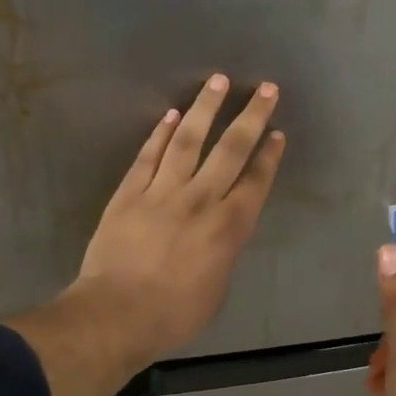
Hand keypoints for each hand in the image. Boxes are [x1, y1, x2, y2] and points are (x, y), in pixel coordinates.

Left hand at [76, 73, 285, 364]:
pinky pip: (148, 156)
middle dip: (251, 117)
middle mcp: (200, 200)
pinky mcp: (129, 193)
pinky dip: (160, 134)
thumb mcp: (216, 289)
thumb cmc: (174, 314)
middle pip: (230, 150)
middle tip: (266, 88)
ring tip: (218, 81)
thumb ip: (223, 252)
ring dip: (205, 109)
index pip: (255, 182)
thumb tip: (221, 233)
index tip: (277, 132)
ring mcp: (162, 192)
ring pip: (188, 141)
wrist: (117, 314)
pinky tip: (170, 115)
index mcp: (228, 228)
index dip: (269, 156)